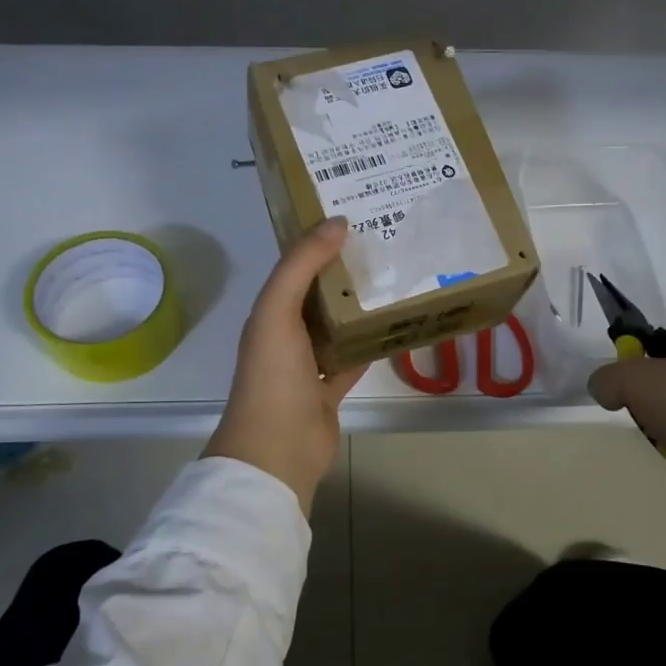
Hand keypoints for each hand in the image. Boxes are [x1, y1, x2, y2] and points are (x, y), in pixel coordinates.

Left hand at [204, 218, 367, 513]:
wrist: (278, 448)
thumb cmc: (274, 375)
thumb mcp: (278, 311)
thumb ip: (301, 265)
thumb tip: (336, 222)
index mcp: (270, 313)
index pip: (295, 268)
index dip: (318, 242)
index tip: (353, 217)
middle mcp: (286, 334)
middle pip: (318, 295)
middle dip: (344, 272)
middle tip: (385, 245)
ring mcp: (308, 365)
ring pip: (337, 327)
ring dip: (358, 308)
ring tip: (396, 279)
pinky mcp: (329, 390)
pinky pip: (352, 359)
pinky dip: (369, 346)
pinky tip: (395, 327)